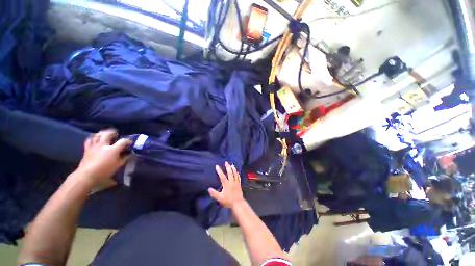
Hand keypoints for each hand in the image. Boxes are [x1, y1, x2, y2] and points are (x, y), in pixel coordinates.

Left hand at [76, 129, 132, 182]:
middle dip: (113, 132)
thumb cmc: (105, 171)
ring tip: (105, 133)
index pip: (123, 141)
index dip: (128, 141)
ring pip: (97, 135)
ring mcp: (94, 146)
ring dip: (102, 133)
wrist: (87, 175)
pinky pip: (89, 140)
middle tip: (116, 133)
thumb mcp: (118, 165)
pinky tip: (95, 139)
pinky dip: (92, 138)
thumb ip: (124, 158)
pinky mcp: (87, 149)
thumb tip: (129, 154)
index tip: (130, 142)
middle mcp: (103, 145)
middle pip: (108, 134)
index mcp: (113, 149)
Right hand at [208, 162, 244, 208]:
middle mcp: (231, 182)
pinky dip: (237, 173)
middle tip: (226, 162)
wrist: (238, 203)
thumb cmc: (228, 201)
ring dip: (233, 169)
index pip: (222, 176)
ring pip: (235, 174)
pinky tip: (237, 172)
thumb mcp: (219, 198)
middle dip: (228, 167)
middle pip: (230, 173)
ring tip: (232, 165)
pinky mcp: (239, 184)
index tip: (217, 166)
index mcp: (226, 184)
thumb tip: (209, 189)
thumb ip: (214, 193)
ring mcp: (236, 182)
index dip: (219, 171)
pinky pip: (238, 177)